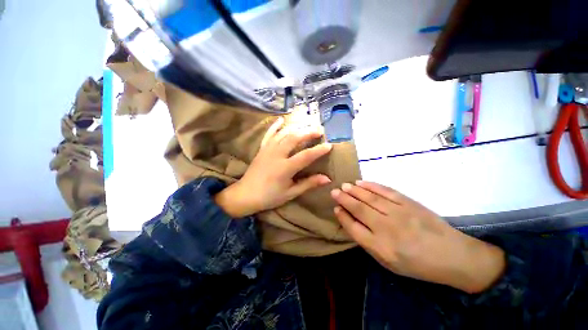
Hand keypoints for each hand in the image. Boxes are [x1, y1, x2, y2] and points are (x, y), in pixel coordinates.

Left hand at [215, 117, 332, 217]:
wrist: (246, 195)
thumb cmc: (270, 196)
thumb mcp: (291, 193)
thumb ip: (308, 184)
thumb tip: (327, 179)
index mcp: (285, 168)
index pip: (306, 156)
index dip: (319, 150)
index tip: (329, 145)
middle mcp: (277, 155)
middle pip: (294, 138)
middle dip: (308, 132)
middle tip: (320, 130)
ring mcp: (268, 150)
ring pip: (283, 133)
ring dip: (296, 127)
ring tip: (307, 125)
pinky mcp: (262, 149)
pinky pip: (269, 134)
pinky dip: (275, 126)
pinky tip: (281, 119)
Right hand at [331, 181, 505, 293]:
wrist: (452, 256)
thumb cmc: (416, 264)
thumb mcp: (389, 262)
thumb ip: (368, 242)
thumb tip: (352, 223)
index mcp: (381, 247)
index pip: (353, 228)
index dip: (343, 216)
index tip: (336, 208)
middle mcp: (387, 228)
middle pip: (359, 209)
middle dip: (344, 199)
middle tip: (334, 191)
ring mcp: (398, 213)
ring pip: (370, 198)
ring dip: (355, 190)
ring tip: (344, 185)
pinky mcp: (408, 203)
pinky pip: (385, 191)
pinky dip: (371, 185)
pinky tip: (361, 182)